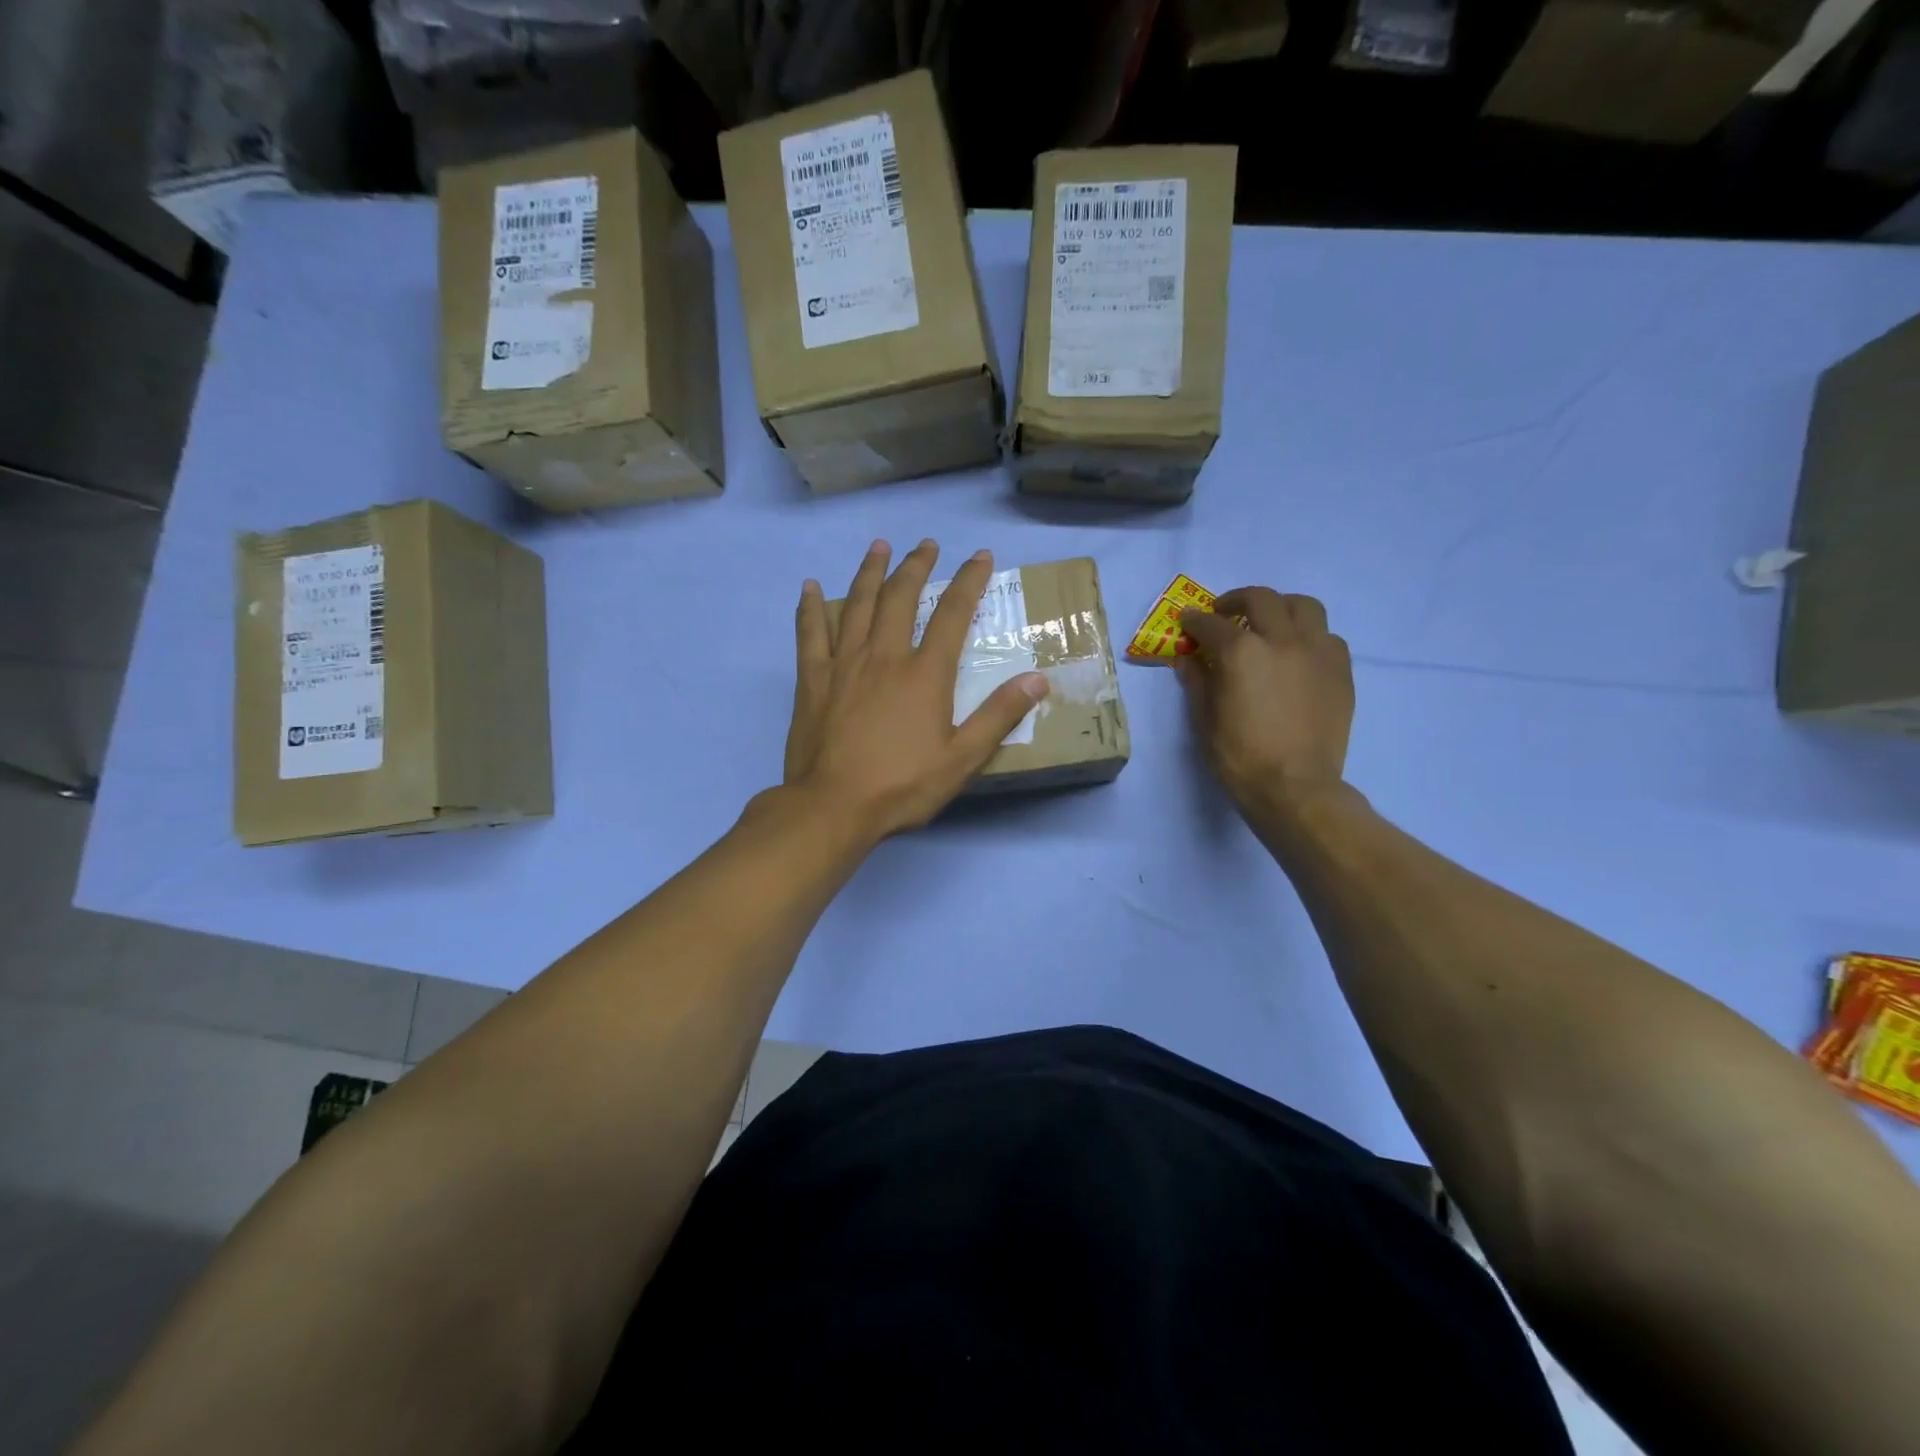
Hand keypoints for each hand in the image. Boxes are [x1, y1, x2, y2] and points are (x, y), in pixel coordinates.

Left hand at [784, 539, 1049, 839]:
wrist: (833, 806)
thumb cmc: (902, 785)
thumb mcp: (962, 758)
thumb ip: (999, 715)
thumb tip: (1038, 679)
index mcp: (925, 674)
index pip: (953, 614)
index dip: (969, 581)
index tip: (980, 556)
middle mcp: (884, 656)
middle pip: (901, 597)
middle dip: (917, 566)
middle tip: (926, 545)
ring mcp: (844, 664)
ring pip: (857, 604)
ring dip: (870, 572)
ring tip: (878, 547)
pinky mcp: (813, 680)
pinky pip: (810, 633)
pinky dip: (810, 608)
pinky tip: (808, 587)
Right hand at [1176, 588, 1353, 830]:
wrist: (1295, 788)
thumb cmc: (1240, 757)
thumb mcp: (1204, 720)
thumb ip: (1196, 682)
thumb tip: (1188, 659)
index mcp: (1241, 652)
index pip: (1211, 624)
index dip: (1193, 621)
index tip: (1186, 624)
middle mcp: (1282, 640)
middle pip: (1260, 599)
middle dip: (1236, 600)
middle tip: (1224, 613)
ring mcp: (1317, 652)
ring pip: (1303, 607)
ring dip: (1280, 608)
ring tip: (1268, 623)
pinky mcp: (1341, 671)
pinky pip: (1327, 636)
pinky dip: (1308, 635)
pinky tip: (1297, 653)